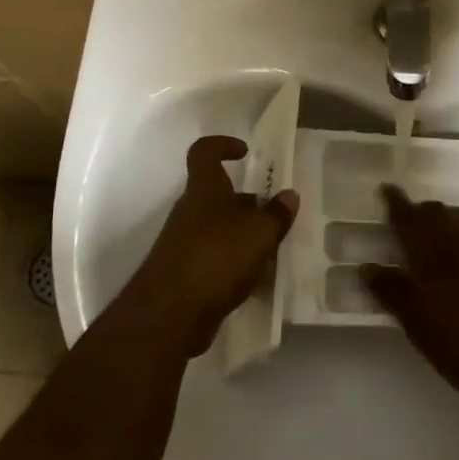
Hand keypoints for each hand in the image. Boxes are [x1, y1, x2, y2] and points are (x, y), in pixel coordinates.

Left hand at [124, 135, 297, 356]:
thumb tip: (289, 195)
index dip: (223, 144)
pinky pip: (214, 257)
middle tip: (274, 215)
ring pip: (218, 227)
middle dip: (247, 202)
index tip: (245, 154)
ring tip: (272, 250)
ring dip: (243, 235)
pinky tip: (255, 280)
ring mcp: (184, 242)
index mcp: (204, 189)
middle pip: (218, 194)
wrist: (169, 315)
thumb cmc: (216, 258)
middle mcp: (190, 211)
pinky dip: (234, 263)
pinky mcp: (184, 273)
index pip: (204, 151)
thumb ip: (276, 214)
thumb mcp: (258, 234)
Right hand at [363, 186, 458, 401]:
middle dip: (420, 213)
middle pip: (434, 211)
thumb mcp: (417, 323)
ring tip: (443, 230)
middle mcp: (458, 232)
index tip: (385, 190)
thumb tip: (366, 266)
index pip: (405, 215)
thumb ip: (390, 290)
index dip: (394, 201)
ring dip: (449, 217)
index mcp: (428, 247)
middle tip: (412, 223)